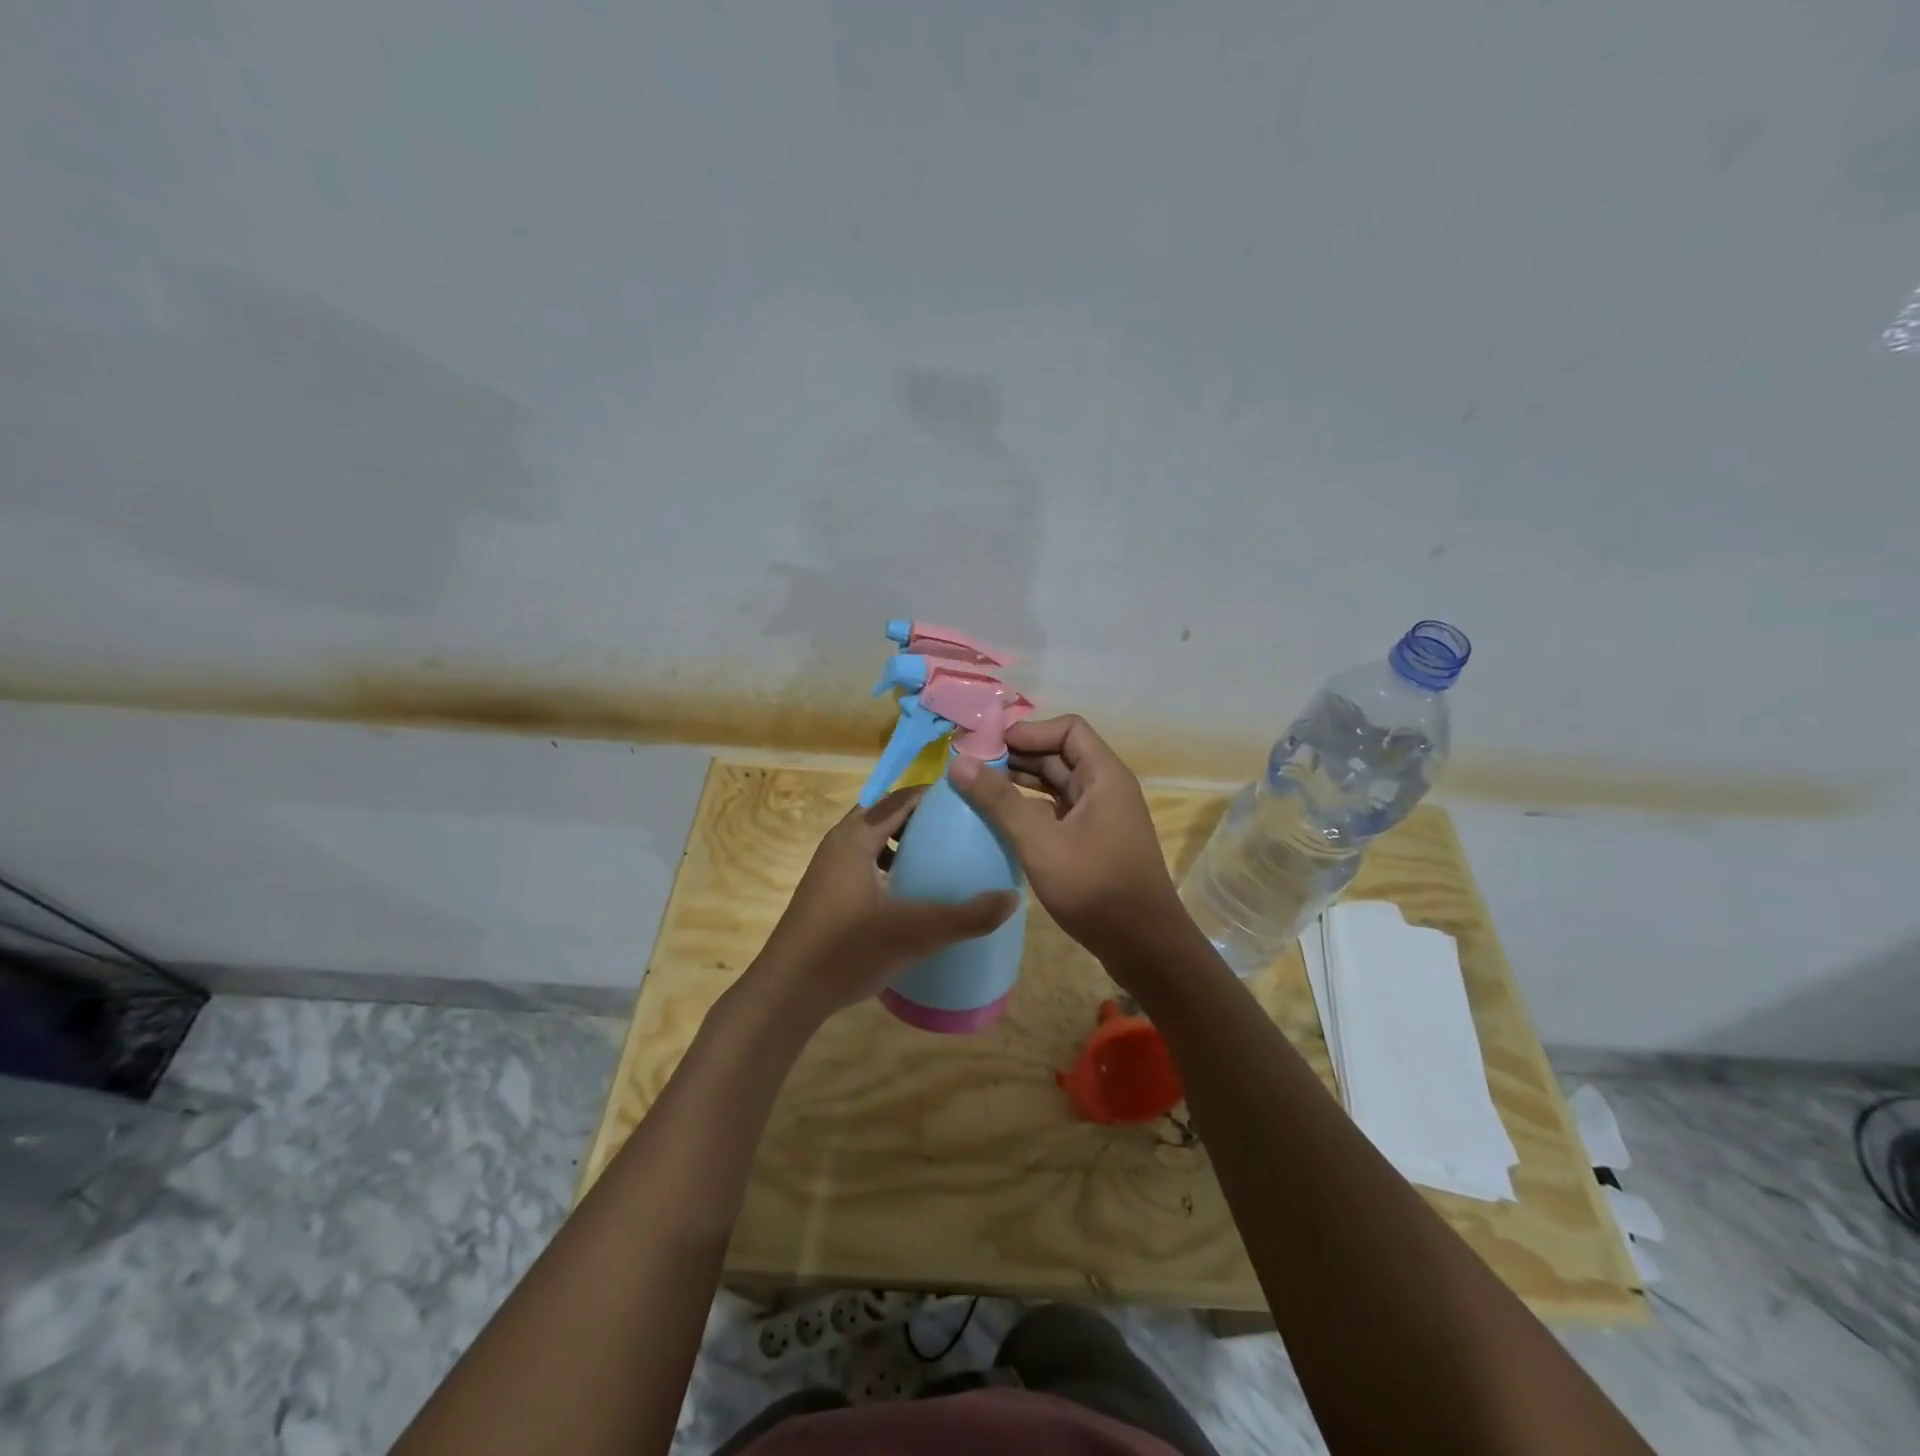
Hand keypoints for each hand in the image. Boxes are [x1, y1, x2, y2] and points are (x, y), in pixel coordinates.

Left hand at [752, 786, 1018, 1023]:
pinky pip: (865, 862)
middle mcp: (839, 843)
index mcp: (856, 838)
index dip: (935, 795)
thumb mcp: (914, 934)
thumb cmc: (847, 952)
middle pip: (886, 814)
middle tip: (962, 829)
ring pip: (873, 840)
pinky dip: (889, 864)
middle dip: (923, 818)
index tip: (971, 801)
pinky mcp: (826, 892)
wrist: (787, 994)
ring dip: (904, 842)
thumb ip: (966, 917)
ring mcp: (828, 868)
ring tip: (940, 858)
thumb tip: (1013, 897)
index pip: (901, 798)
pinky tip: (909, 894)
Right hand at [949, 715, 1184, 967]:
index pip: (1068, 728)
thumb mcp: (1040, 841)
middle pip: (1060, 754)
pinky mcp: (1093, 842)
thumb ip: (999, 801)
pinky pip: (1058, 811)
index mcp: (1104, 775)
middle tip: (973, 769)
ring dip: (1022, 784)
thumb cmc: (1095, 887)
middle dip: (1018, 756)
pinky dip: (1031, 810)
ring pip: (1057, 785)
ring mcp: (1101, 816)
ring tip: (979, 792)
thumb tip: (958, 762)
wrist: (1143, 946)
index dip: (1030, 731)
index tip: (990, 748)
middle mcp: (1106, 788)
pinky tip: (1003, 823)